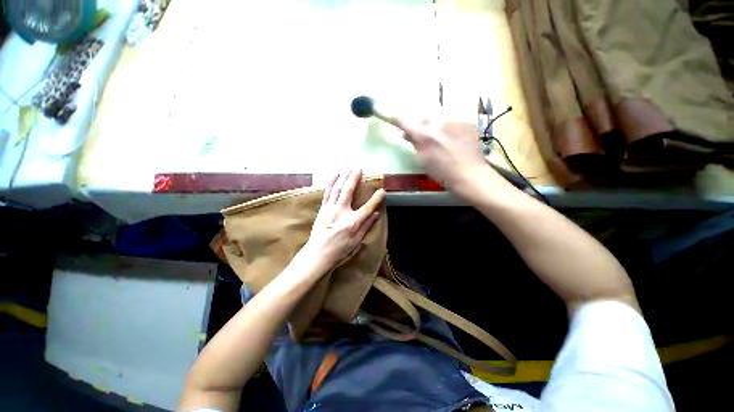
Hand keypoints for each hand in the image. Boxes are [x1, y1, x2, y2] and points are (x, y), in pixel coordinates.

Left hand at [300, 170, 385, 274]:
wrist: (318, 254)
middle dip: (354, 179)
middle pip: (348, 192)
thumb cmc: (339, 250)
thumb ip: (367, 226)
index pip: (367, 208)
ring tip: (348, 169)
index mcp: (352, 223)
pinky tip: (334, 176)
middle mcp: (341, 213)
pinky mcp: (322, 209)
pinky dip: (330, 183)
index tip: (382, 191)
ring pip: (337, 190)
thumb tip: (376, 214)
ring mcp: (330, 210)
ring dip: (343, 177)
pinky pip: (327, 193)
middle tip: (359, 168)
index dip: (376, 199)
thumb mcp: (357, 241)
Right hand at [394, 118, 489, 192]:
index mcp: (425, 135)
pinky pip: (452, 122)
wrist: (470, 175)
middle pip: (423, 118)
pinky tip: (452, 141)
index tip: (393, 117)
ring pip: (439, 119)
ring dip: (434, 127)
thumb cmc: (442, 172)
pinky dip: (448, 129)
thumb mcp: (422, 160)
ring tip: (439, 140)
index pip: (406, 121)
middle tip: (419, 136)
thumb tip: (408, 134)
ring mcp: (455, 121)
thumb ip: (414, 144)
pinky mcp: (467, 122)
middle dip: (420, 126)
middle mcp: (439, 123)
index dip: (398, 119)